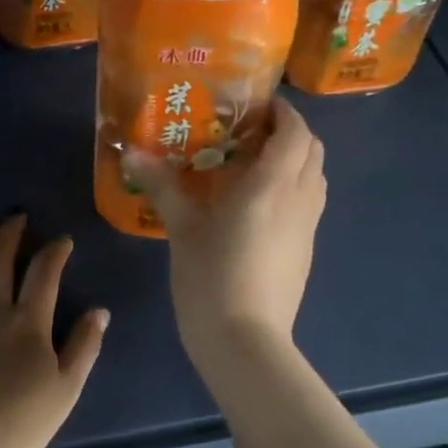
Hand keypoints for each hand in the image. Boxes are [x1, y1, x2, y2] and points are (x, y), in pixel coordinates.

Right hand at [127, 96, 326, 363]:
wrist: (244, 341)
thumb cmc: (211, 278)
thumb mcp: (182, 229)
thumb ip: (162, 185)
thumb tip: (131, 153)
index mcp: (272, 185)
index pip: (295, 131)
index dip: (282, 112)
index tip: (255, 106)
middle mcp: (299, 199)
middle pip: (312, 150)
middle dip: (289, 133)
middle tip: (250, 133)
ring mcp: (307, 228)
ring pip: (315, 177)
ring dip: (294, 161)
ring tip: (253, 166)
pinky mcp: (306, 251)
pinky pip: (308, 204)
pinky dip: (292, 189)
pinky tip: (257, 207)